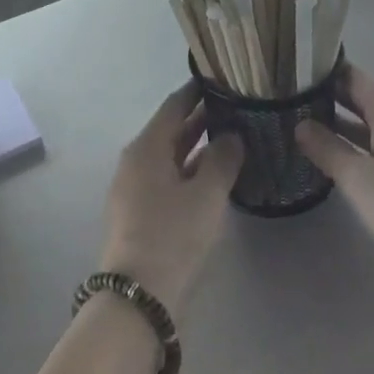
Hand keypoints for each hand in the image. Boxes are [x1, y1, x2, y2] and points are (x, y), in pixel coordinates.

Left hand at [98, 82, 244, 310]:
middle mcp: (136, 161)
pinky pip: (170, 178)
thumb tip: (232, 136)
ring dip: (199, 146)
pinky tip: (217, 175)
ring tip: (234, 136)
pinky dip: (192, 170)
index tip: (223, 78)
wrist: (140, 295)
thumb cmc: (173, 235)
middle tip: (237, 107)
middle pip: (171, 130)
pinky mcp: (141, 213)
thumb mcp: (206, 194)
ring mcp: (136, 188)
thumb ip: (223, 159)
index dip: (197, 90)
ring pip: (172, 156)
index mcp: (146, 147)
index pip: (174, 106)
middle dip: (202, 118)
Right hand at [297, 64, 373, 273]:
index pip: (351, 75)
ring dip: (343, 123)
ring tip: (306, 128)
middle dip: (328, 98)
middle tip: (289, 102)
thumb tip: (300, 125)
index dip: (321, 72)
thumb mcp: (358, 178)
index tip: (290, 76)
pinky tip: (343, 157)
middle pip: (363, 96)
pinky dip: (362, 141)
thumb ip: (327, 148)